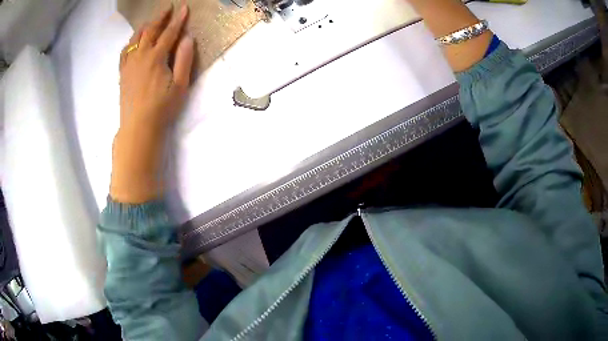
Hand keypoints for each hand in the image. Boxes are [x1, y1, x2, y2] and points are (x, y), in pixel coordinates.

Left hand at [111, 4, 193, 203]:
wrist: (138, 127)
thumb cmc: (162, 108)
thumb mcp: (180, 85)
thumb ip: (184, 60)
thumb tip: (188, 38)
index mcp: (156, 57)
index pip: (169, 33)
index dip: (177, 19)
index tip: (183, 7)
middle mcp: (141, 56)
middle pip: (150, 31)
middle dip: (160, 18)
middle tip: (167, 8)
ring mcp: (129, 65)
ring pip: (135, 39)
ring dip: (144, 27)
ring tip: (150, 21)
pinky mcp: (122, 74)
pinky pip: (124, 53)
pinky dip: (129, 43)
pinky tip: (132, 42)